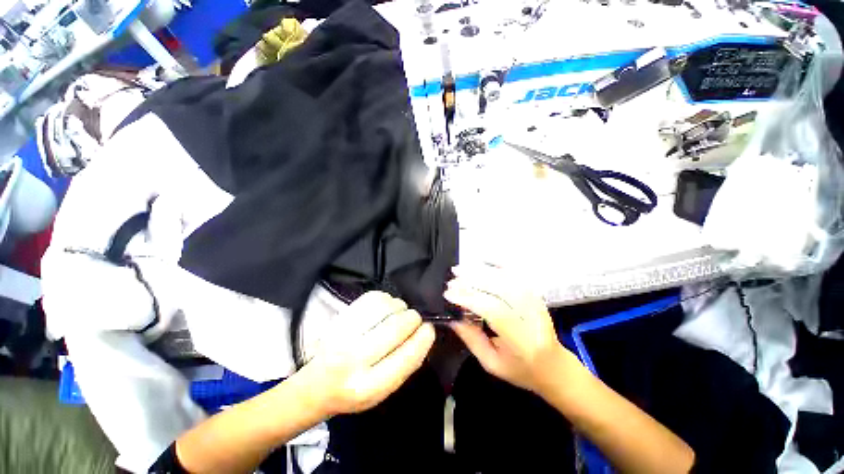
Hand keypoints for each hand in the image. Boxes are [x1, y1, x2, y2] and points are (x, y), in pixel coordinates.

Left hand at [303, 291, 434, 415]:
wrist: (316, 385)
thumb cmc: (355, 390)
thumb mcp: (383, 390)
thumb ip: (405, 364)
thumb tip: (425, 332)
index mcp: (369, 387)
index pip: (406, 356)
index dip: (423, 338)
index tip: (429, 329)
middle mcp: (354, 360)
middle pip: (397, 326)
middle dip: (413, 319)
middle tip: (413, 320)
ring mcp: (344, 335)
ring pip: (385, 307)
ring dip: (400, 306)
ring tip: (399, 312)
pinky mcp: (340, 318)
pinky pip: (372, 297)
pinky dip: (386, 298)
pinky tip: (385, 307)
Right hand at [445, 265, 566, 393]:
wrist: (554, 366)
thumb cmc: (521, 370)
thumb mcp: (492, 364)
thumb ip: (472, 340)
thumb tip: (452, 317)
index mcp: (523, 342)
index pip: (495, 311)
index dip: (470, 299)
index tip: (449, 294)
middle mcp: (533, 318)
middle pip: (502, 290)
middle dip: (473, 282)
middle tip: (453, 278)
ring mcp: (537, 303)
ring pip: (508, 279)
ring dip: (482, 271)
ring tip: (462, 268)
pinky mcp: (536, 294)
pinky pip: (517, 275)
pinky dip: (498, 266)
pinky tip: (483, 262)